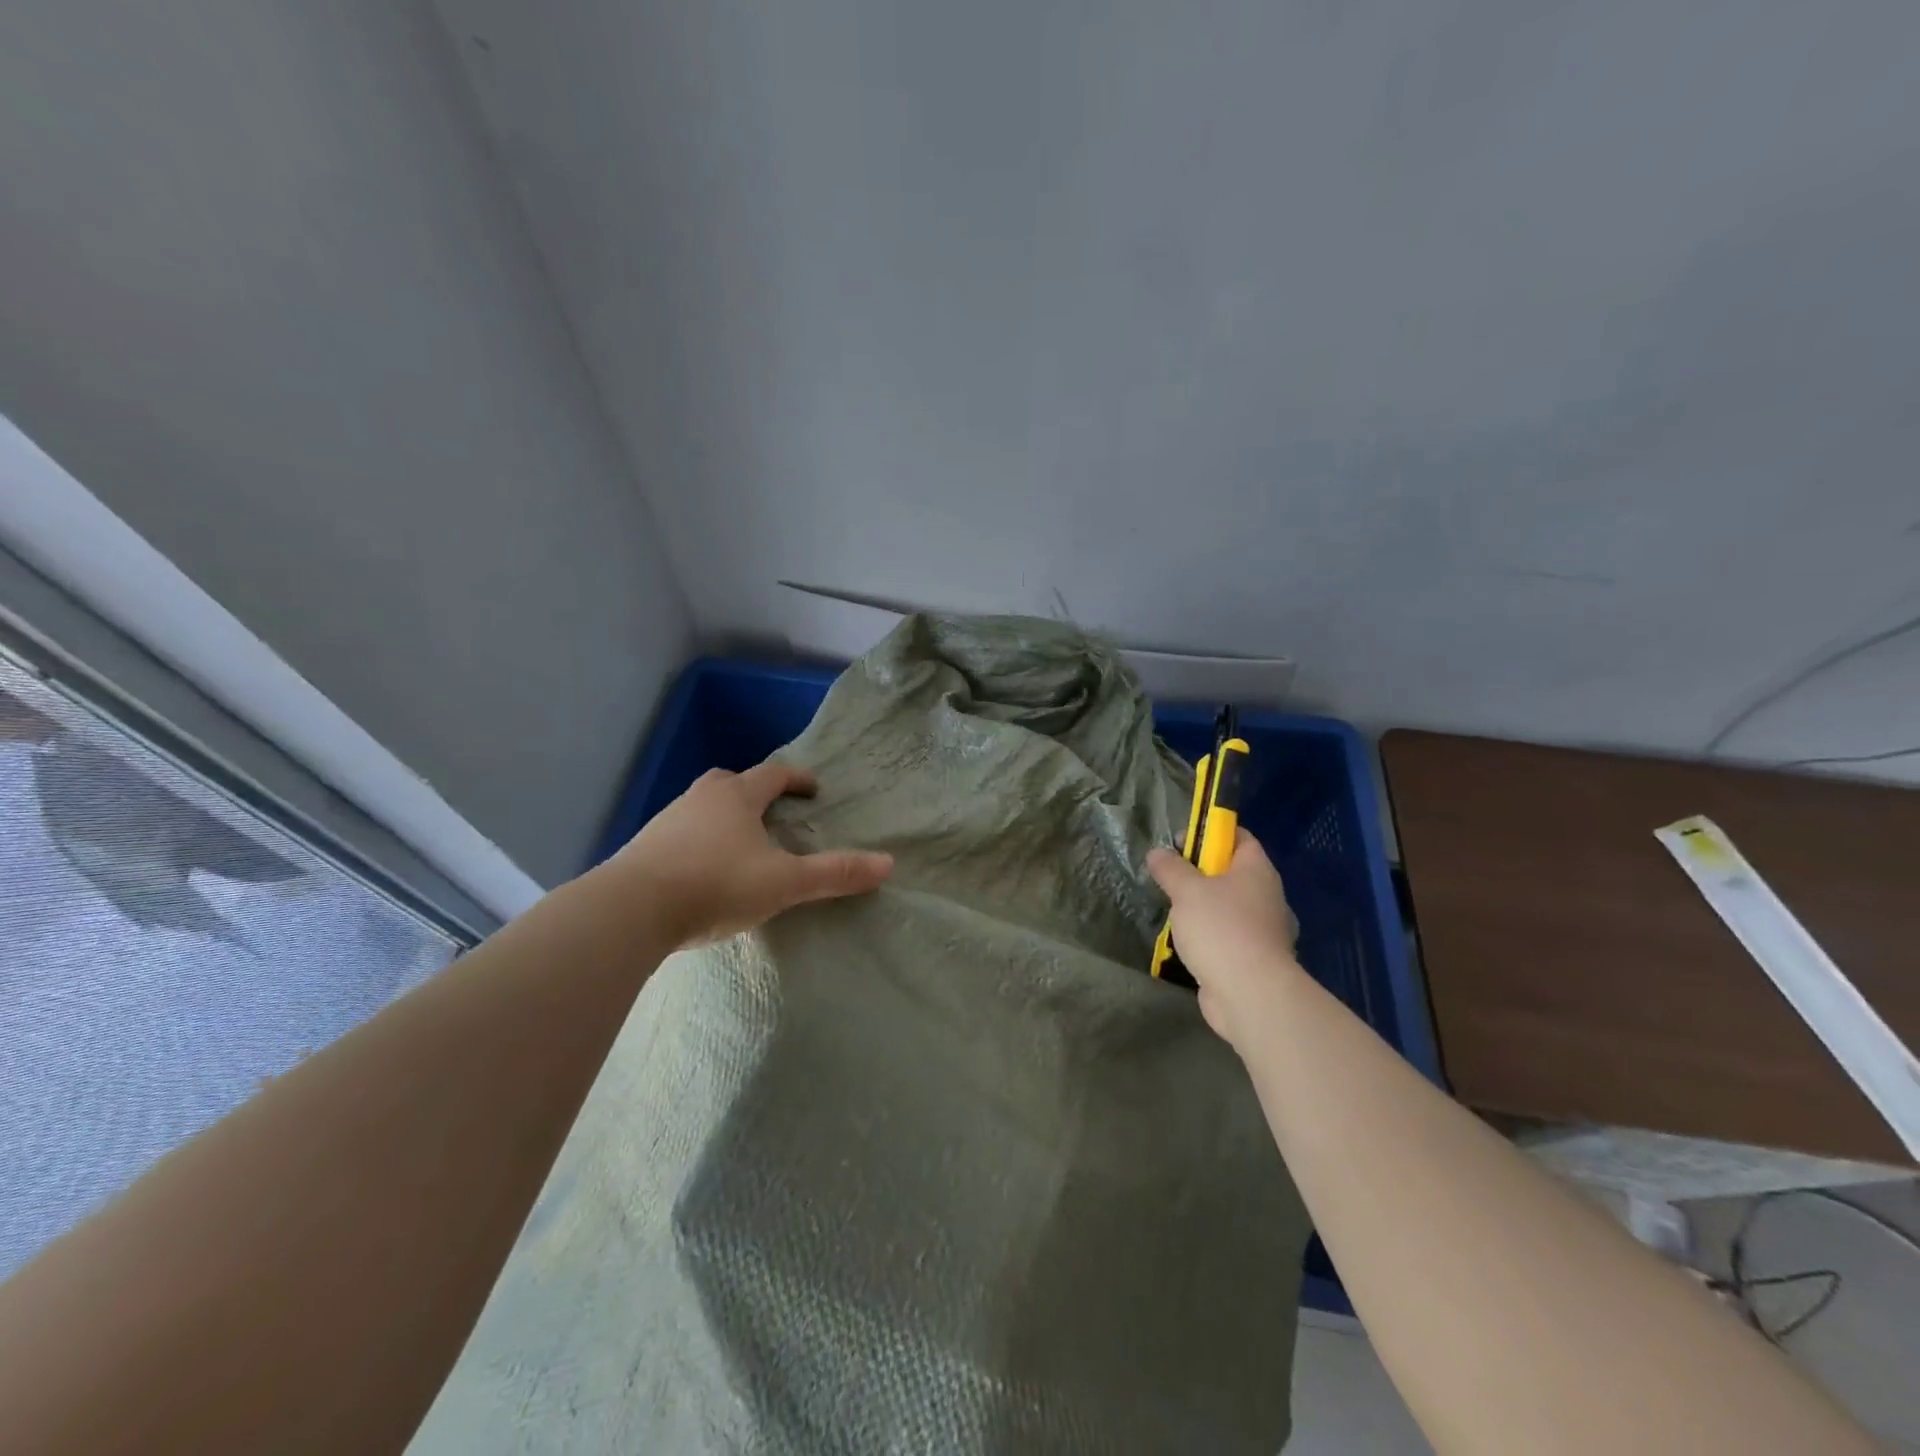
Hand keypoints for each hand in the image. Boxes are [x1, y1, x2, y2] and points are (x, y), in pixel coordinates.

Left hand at [612, 760, 893, 946]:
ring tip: (739, 847)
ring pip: (702, 809)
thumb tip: (888, 864)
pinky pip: (679, 836)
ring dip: (723, 819)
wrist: (630, 910)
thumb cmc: (716, 884)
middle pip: (730, 783)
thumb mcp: (784, 882)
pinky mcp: (643, 849)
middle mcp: (700, 799)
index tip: (813, 790)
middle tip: (771, 813)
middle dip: (753, 792)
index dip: (796, 779)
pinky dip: (697, 844)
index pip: (773, 775)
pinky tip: (702, 872)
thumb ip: (834, 874)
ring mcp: (666, 822)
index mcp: (736, 797)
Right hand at [1147, 830, 1299, 1050]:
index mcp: (1257, 871)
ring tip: (1172, 910)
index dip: (1212, 832)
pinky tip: (1186, 941)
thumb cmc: (1221, 929)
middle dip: (1200, 872)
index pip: (1240, 837)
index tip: (1181, 840)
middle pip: (1231, 872)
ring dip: (1202, 906)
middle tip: (1169, 876)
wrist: (1250, 995)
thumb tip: (1158, 853)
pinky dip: (1208, 935)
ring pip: (1228, 906)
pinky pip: (1227, 935)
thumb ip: (1170, 868)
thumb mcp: (1187, 890)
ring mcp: (1262, 930)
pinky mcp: (1253, 958)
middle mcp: (1265, 896)